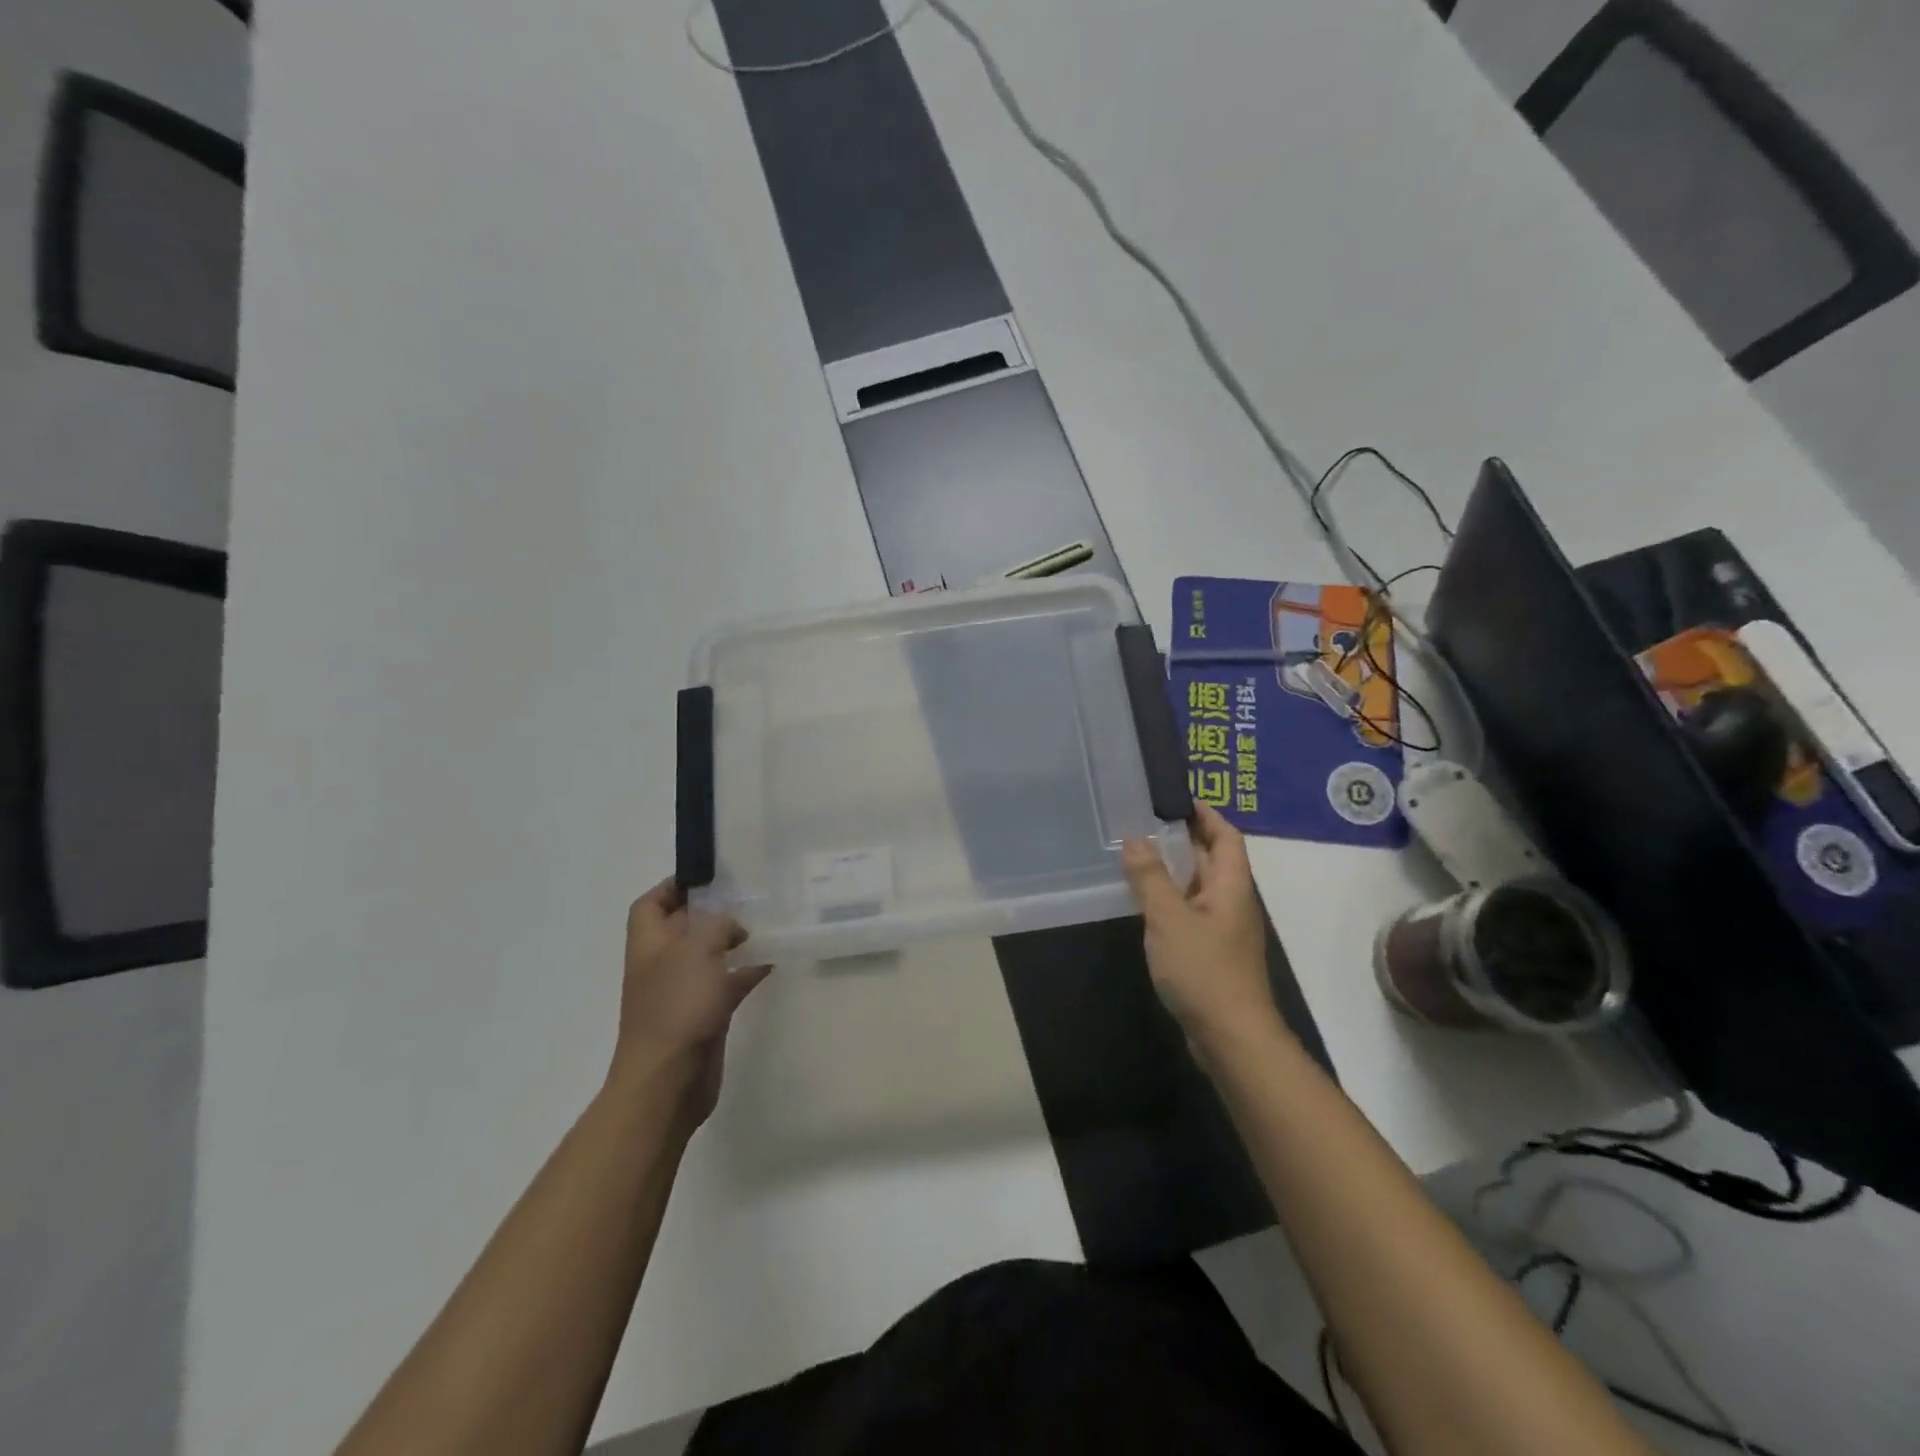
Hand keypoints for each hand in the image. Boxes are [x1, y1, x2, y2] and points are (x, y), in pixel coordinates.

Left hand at [610, 879, 771, 1127]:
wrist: (669, 1080)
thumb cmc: (677, 1007)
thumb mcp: (698, 950)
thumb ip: (718, 925)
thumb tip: (733, 928)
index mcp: (650, 943)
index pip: (651, 903)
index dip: (673, 886)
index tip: (709, 875)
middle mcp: (662, 964)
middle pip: (683, 926)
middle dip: (711, 910)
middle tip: (747, 894)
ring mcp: (682, 992)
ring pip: (707, 955)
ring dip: (731, 940)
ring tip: (763, 923)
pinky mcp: (704, 1015)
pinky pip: (726, 984)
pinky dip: (745, 971)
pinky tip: (771, 962)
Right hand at [1121, 805, 1280, 1047]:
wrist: (1231, 1037)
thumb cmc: (1204, 970)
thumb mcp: (1169, 918)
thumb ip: (1150, 877)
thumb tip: (1135, 839)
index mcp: (1231, 885)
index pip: (1226, 836)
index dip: (1205, 814)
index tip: (1175, 798)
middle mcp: (1231, 901)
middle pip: (1212, 858)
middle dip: (1182, 838)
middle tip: (1143, 822)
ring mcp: (1223, 929)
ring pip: (1198, 887)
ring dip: (1173, 869)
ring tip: (1136, 854)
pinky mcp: (1211, 952)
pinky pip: (1190, 912)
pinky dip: (1170, 899)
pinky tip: (1144, 902)